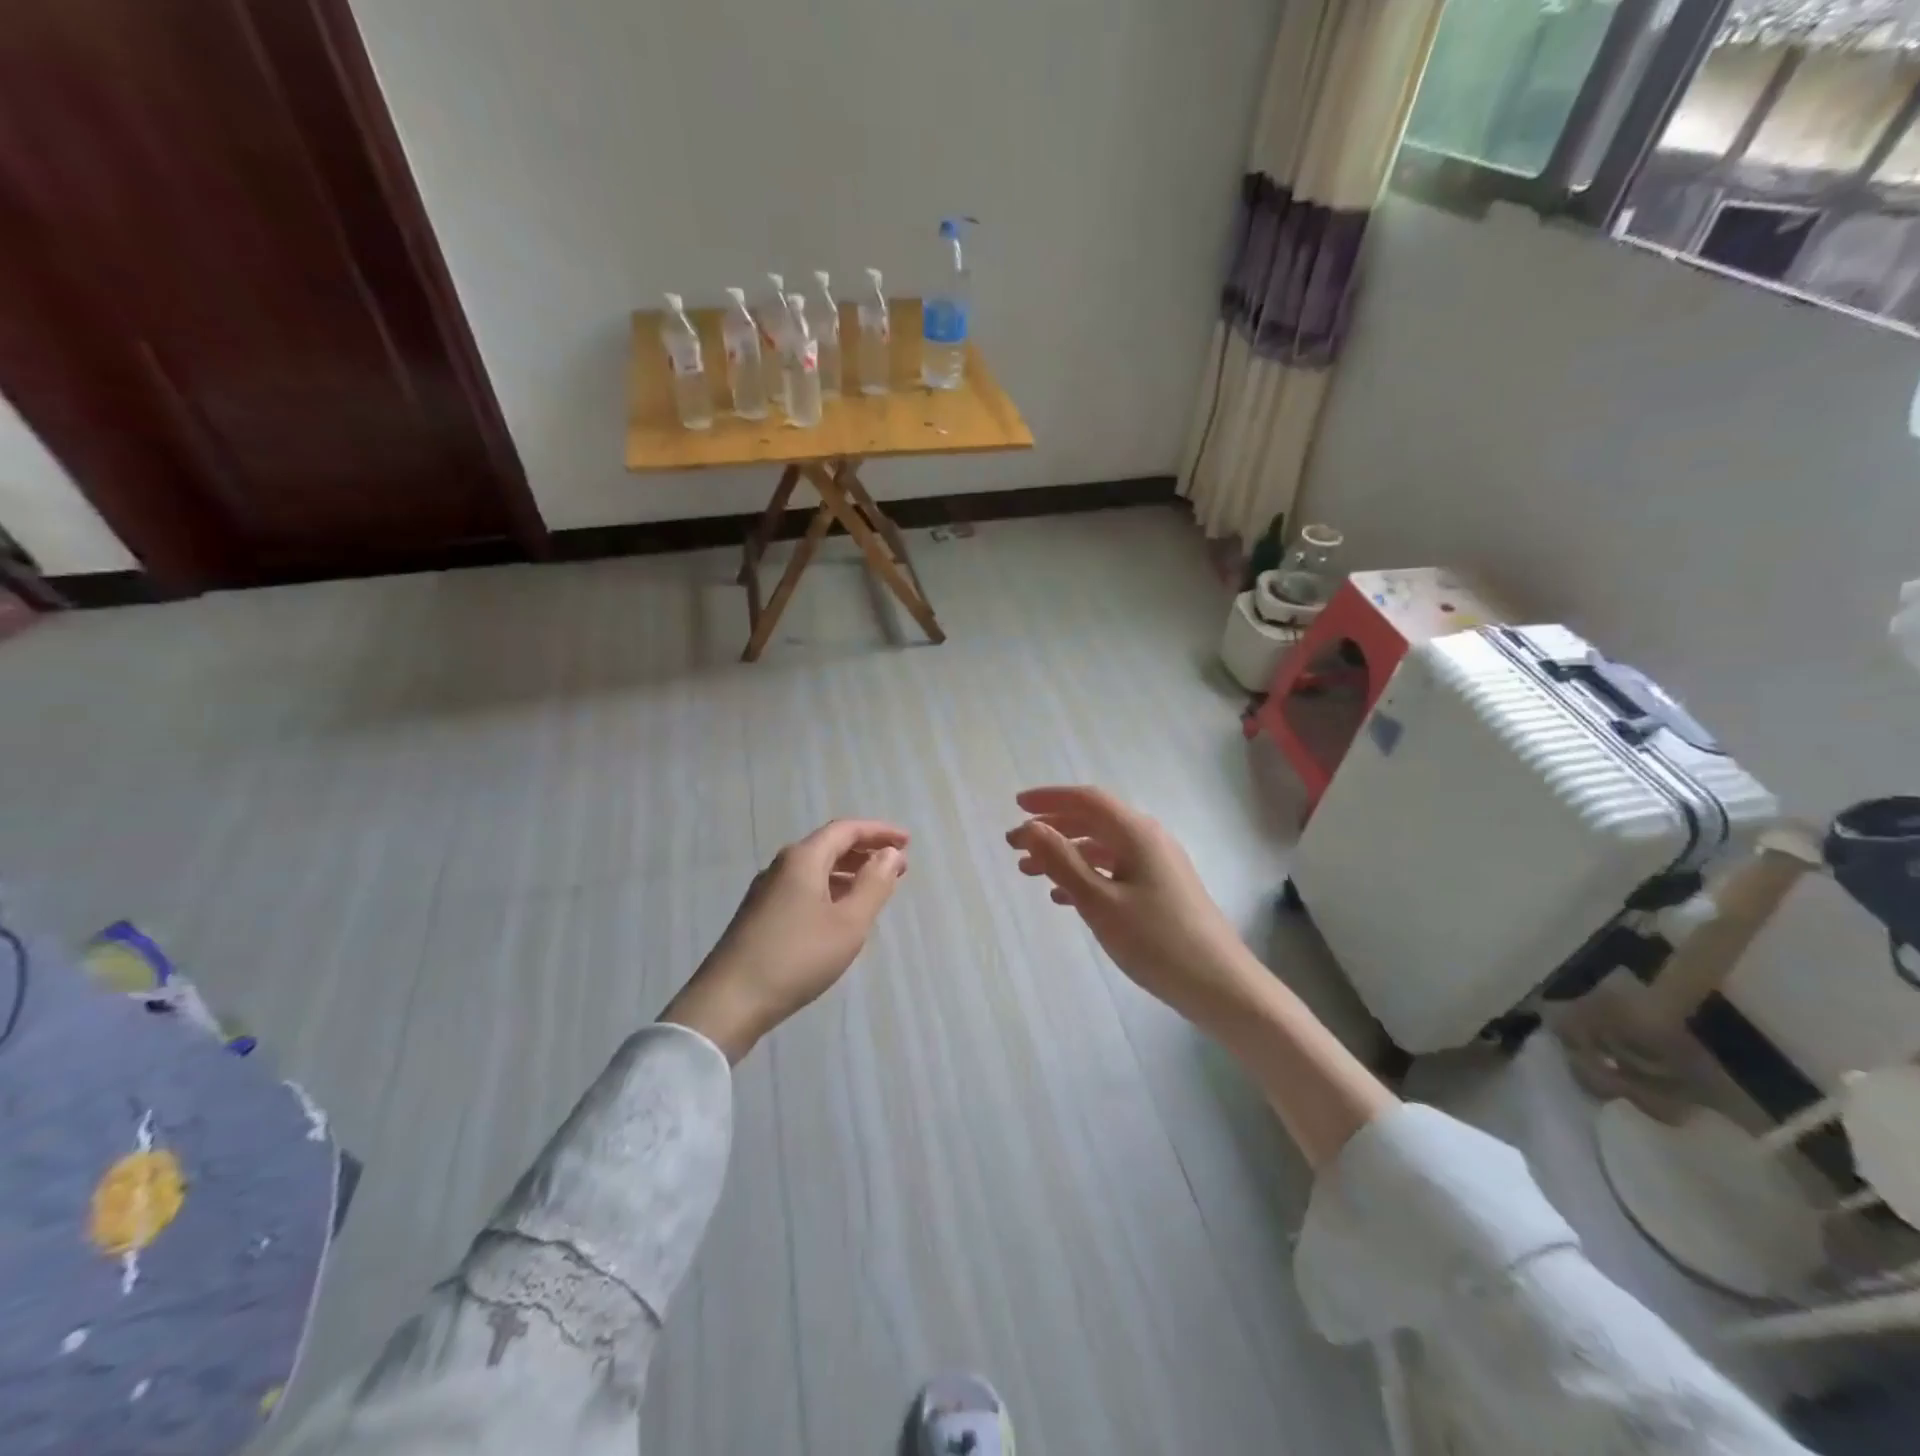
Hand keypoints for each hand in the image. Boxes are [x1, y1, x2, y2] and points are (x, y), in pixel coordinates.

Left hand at [660, 819, 907, 1061]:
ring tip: (875, 889)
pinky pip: (804, 888)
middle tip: (897, 866)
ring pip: (815, 869)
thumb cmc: (797, 957)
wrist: (729, 1002)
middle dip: (865, 852)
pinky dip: (830, 890)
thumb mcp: (849, 923)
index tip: (907, 841)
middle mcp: (782, 866)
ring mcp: (767, 892)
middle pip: (829, 846)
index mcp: (803, 859)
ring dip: (848, 872)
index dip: (879, 831)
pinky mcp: (760, 916)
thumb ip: (874, 884)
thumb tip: (890, 853)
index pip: (846, 830)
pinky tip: (840, 914)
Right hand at [1006, 786, 1261, 1029]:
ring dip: (1065, 854)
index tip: (1015, 805)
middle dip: (1051, 829)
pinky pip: (1115, 870)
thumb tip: (1030, 827)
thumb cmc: (1156, 941)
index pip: (1087, 799)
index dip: (1049, 798)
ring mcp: (1158, 865)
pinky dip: (1085, 876)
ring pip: (1102, 848)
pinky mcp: (1162, 890)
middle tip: (1014, 846)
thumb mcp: (1100, 902)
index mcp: (1137, 833)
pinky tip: (1063, 897)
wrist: (1221, 986)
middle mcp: (1149, 839)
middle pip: (1093, 821)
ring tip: (1029, 872)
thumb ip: (1062, 862)